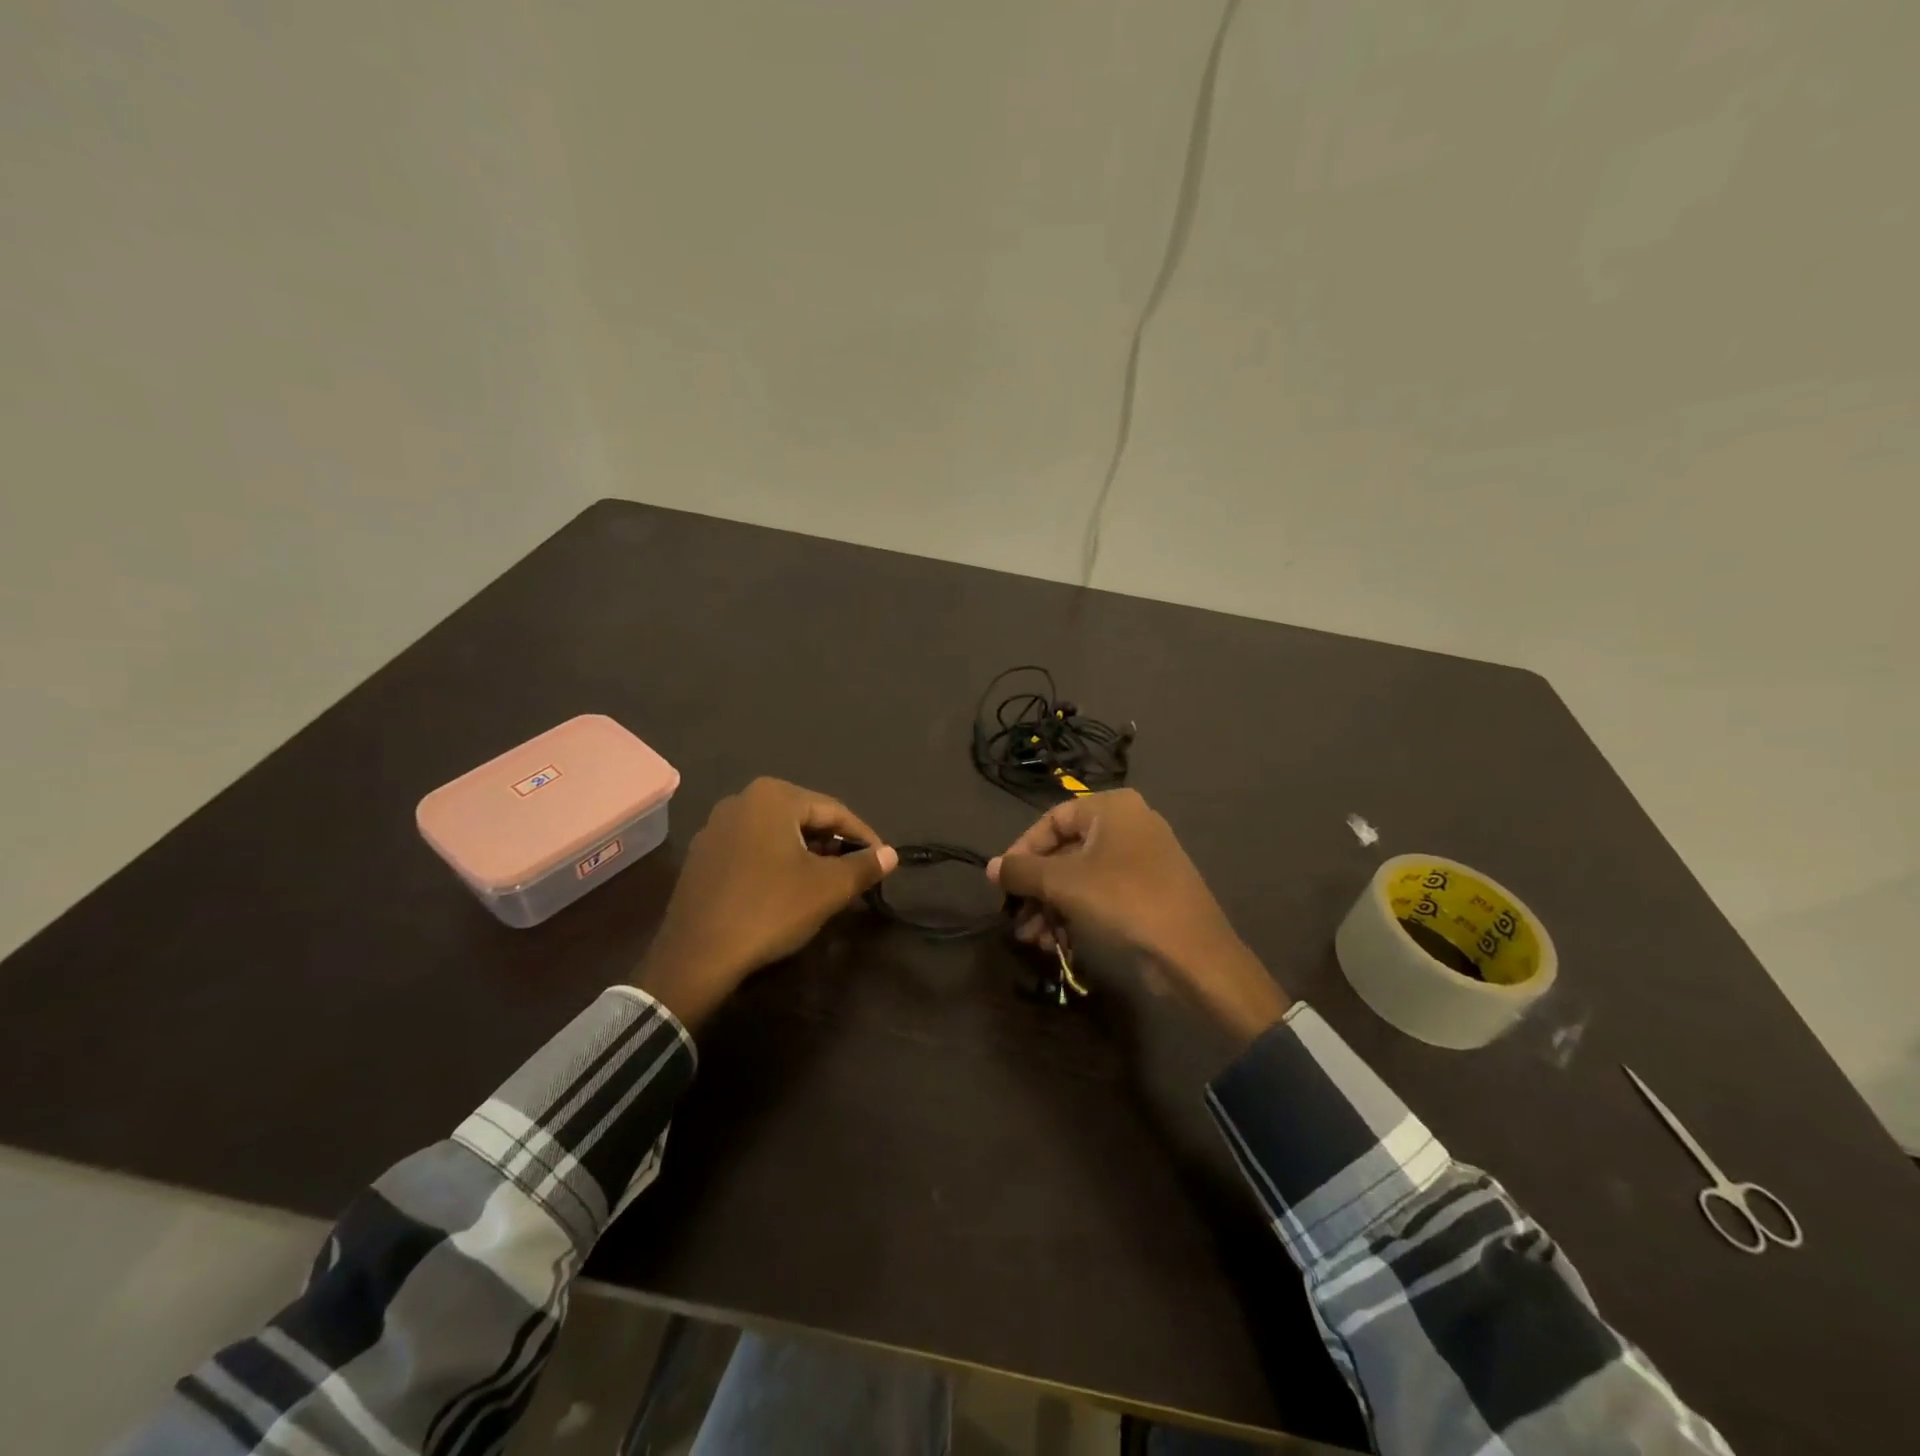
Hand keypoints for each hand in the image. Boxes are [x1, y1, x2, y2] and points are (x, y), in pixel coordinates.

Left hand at [634, 778, 897, 1029]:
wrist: (697, 956)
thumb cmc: (770, 909)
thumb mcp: (828, 888)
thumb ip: (864, 866)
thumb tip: (891, 854)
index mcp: (773, 796)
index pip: (834, 811)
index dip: (863, 837)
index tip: (882, 861)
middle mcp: (740, 801)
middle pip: (804, 819)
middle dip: (832, 845)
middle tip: (854, 874)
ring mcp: (714, 828)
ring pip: (777, 835)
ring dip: (805, 856)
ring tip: (824, 884)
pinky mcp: (701, 857)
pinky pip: (751, 851)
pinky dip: (775, 865)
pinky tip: (784, 892)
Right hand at [988, 789, 1289, 1045]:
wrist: (1193, 953)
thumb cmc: (1123, 900)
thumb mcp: (1063, 883)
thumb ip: (1022, 871)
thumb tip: (991, 868)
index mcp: (1112, 807)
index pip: (1051, 820)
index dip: (1022, 850)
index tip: (1003, 882)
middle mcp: (1128, 824)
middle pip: (1065, 852)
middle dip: (1036, 889)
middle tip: (1015, 918)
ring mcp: (1142, 859)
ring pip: (1081, 877)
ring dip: (1051, 907)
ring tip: (1032, 939)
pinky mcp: (1148, 891)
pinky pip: (1101, 894)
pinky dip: (1076, 913)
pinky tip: (1056, 943)